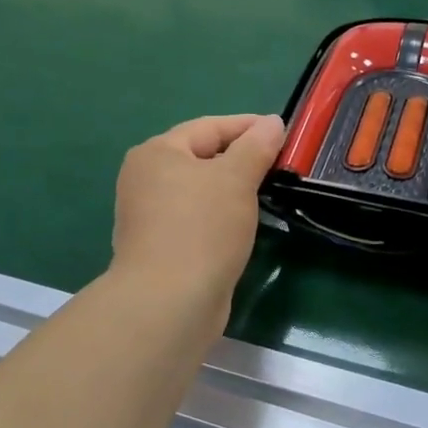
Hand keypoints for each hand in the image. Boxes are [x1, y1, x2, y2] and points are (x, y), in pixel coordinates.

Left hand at [111, 114, 285, 315]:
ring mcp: (148, 216)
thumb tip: (272, 122)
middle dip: (240, 158)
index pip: (209, 127)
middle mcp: (145, 179)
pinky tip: (243, 226)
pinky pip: (196, 219)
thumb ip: (256, 146)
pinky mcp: (158, 248)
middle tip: (279, 164)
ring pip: (199, 190)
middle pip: (201, 157)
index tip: (283, 132)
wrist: (168, 305)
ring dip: (231, 190)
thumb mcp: (236, 179)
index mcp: (156, 153)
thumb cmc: (201, 229)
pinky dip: (220, 216)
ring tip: (267, 193)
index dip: (247, 126)